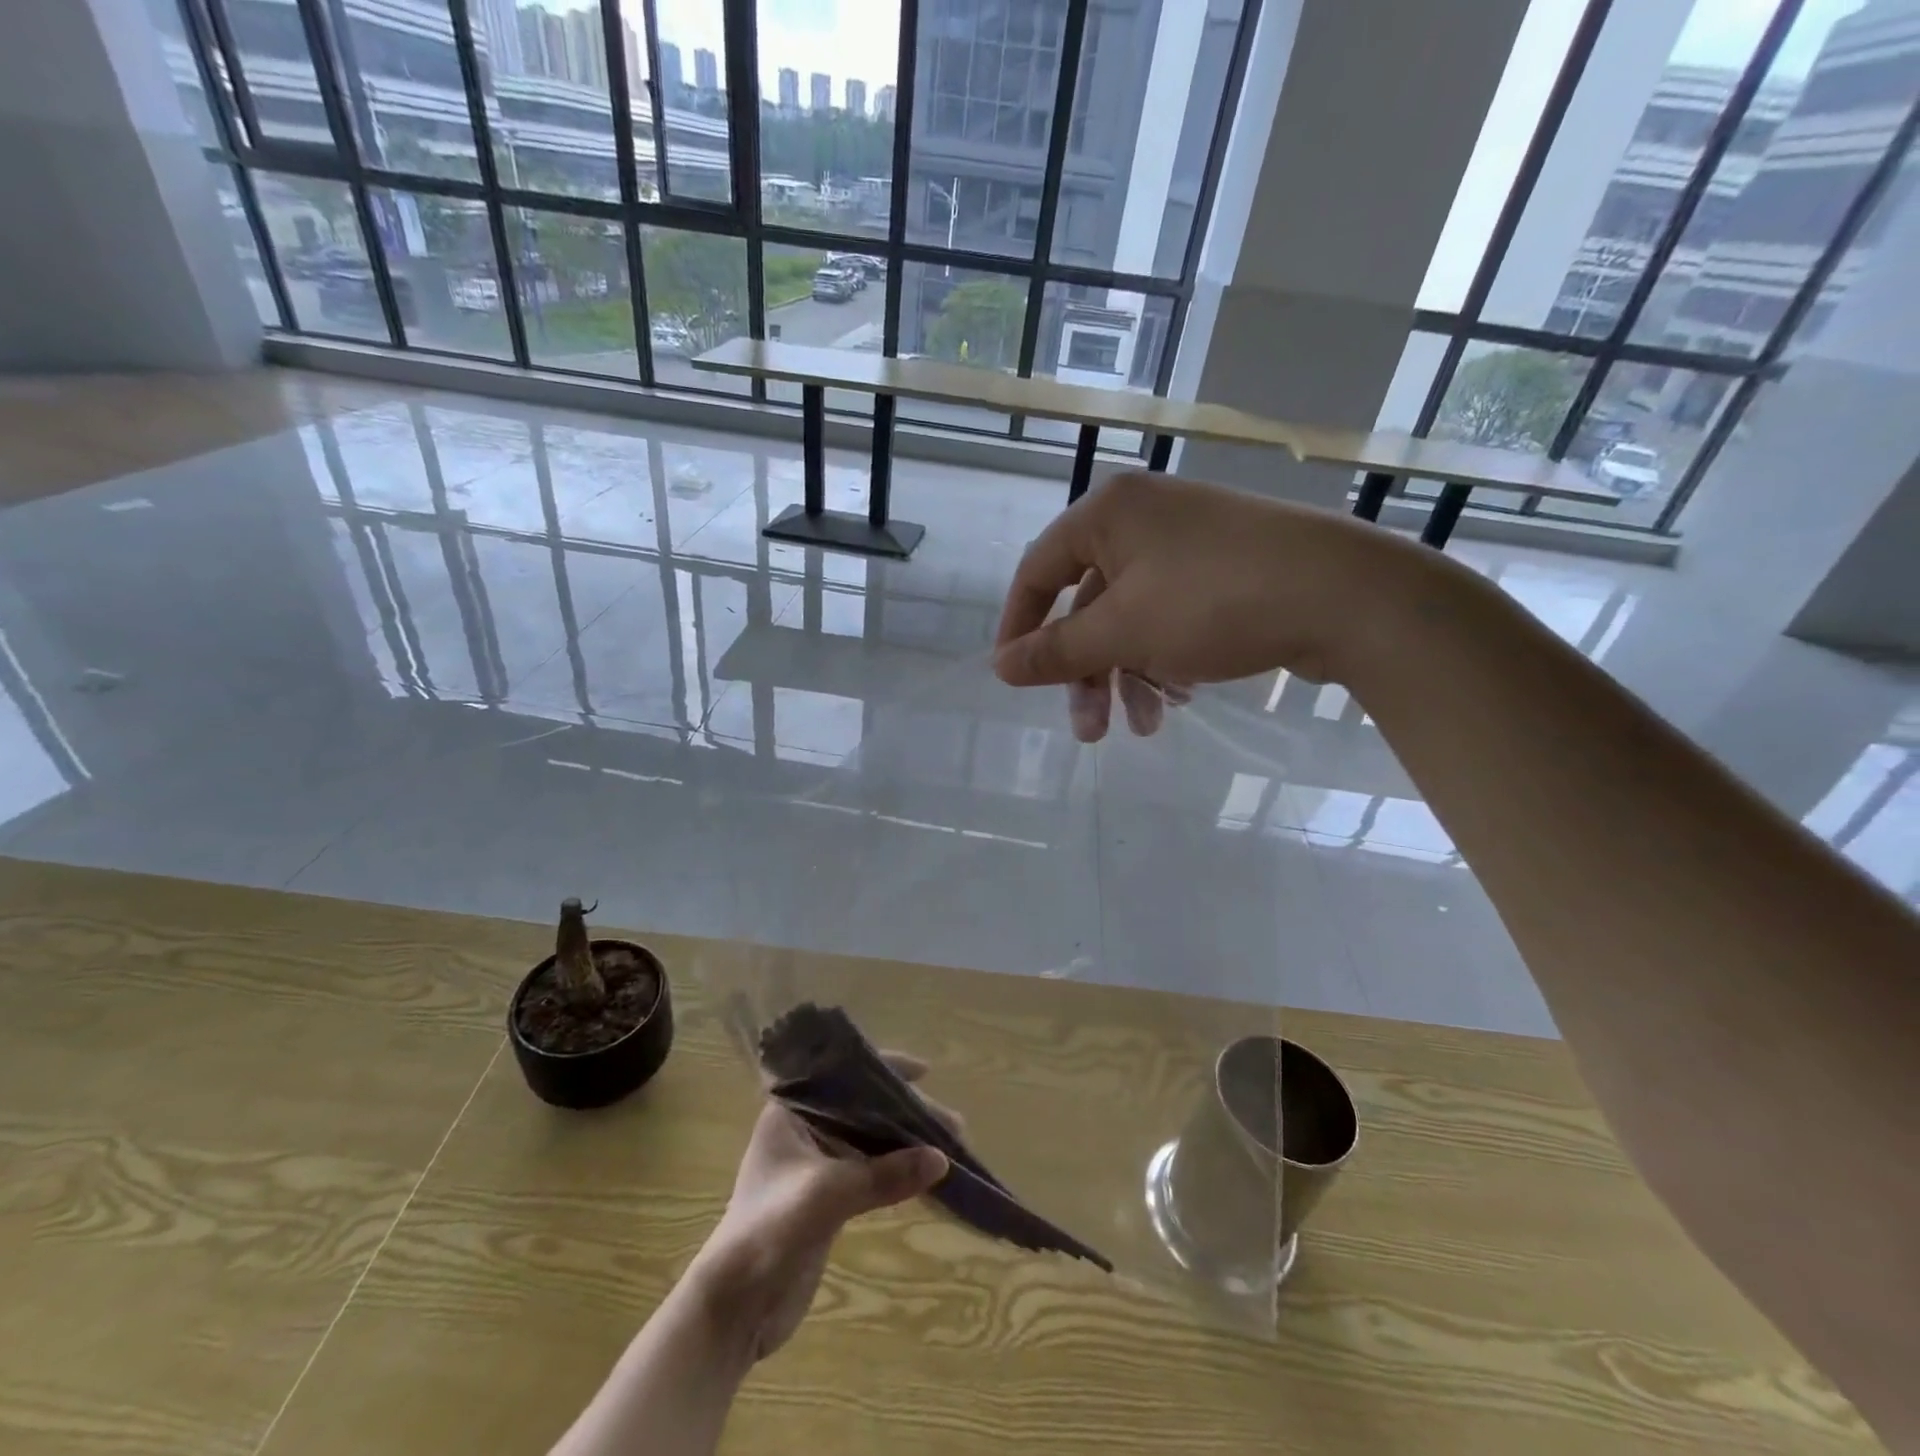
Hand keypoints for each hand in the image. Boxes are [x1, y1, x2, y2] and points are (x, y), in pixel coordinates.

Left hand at [689, 1055, 948, 1362]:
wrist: (734, 1308)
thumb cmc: (770, 1231)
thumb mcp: (827, 1195)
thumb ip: (883, 1175)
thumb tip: (941, 1160)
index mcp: (792, 1111)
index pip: (845, 1075)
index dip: (885, 1069)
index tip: (925, 1071)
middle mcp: (804, 1129)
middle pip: (864, 1107)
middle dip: (906, 1112)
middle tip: (952, 1123)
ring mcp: (816, 1164)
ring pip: (870, 1139)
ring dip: (906, 1141)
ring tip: (950, 1145)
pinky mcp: (827, 1197)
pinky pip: (870, 1170)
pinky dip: (897, 1169)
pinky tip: (927, 1175)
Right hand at [994, 472, 1390, 737]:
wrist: (1347, 596)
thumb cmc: (1213, 603)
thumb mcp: (1123, 632)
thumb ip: (1055, 651)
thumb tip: (999, 666)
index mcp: (1108, 514)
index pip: (1037, 571)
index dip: (1019, 627)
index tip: (1013, 677)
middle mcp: (1143, 519)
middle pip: (1088, 604)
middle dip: (1087, 672)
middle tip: (1089, 730)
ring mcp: (1188, 543)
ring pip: (1132, 618)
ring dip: (1128, 676)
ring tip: (1145, 727)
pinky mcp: (1225, 569)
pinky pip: (1171, 616)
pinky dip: (1165, 659)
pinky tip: (1181, 697)